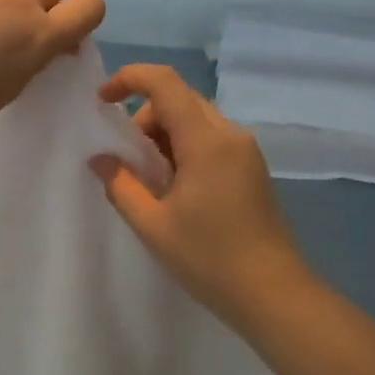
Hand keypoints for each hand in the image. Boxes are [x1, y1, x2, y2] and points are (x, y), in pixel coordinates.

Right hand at [90, 64, 312, 330]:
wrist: (274, 294)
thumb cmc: (210, 259)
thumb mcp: (153, 225)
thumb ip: (121, 185)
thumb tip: (100, 158)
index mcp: (206, 140)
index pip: (165, 82)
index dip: (129, 79)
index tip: (103, 101)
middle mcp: (230, 134)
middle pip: (179, 99)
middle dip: (144, 117)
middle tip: (128, 160)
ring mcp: (245, 150)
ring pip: (195, 118)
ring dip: (165, 134)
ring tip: (152, 181)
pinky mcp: (251, 167)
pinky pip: (211, 138)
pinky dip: (185, 147)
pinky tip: (177, 188)